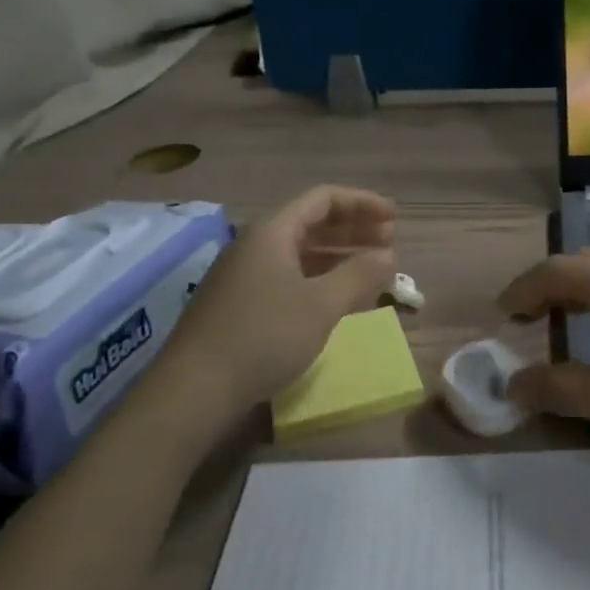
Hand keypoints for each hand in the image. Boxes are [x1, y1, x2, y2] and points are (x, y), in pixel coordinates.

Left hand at [166, 186, 395, 418]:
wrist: (194, 390)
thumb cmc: (264, 336)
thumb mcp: (321, 305)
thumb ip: (359, 274)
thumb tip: (388, 255)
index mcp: (272, 232)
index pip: (324, 199)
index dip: (362, 203)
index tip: (394, 218)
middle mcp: (255, 244)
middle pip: (311, 222)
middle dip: (353, 229)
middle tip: (388, 242)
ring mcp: (243, 274)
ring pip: (299, 251)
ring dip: (338, 254)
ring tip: (371, 268)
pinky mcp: (238, 303)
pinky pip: (287, 275)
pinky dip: (318, 277)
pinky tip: (336, 296)